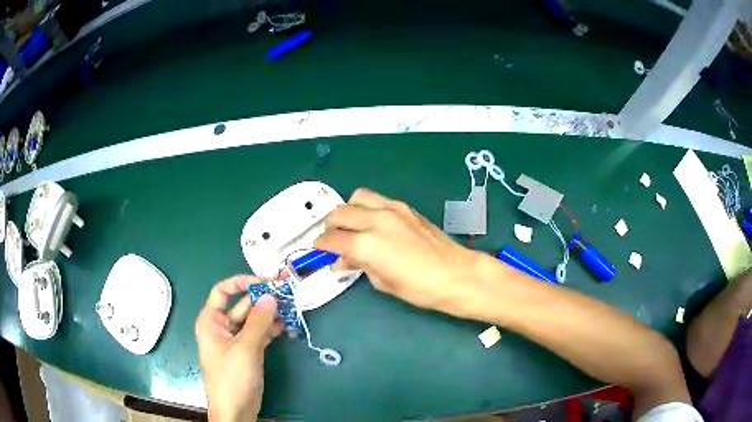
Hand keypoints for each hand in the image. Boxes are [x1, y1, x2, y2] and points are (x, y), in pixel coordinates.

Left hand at [195, 275, 282, 421]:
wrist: (235, 410)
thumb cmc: (232, 377)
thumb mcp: (245, 348)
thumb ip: (258, 321)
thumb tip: (271, 296)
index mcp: (211, 320)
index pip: (223, 291)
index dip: (241, 282)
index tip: (264, 282)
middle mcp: (221, 326)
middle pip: (241, 305)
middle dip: (262, 300)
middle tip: (286, 293)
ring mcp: (235, 340)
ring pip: (252, 320)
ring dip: (269, 315)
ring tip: (290, 309)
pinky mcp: (246, 352)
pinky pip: (258, 334)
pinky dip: (270, 330)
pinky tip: (286, 327)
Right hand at [315, 188, 481, 317]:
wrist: (456, 274)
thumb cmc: (419, 288)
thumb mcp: (383, 282)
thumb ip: (358, 266)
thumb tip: (341, 261)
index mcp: (366, 245)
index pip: (331, 239)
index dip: (321, 245)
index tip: (319, 250)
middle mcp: (375, 221)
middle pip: (338, 213)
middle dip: (330, 227)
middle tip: (334, 240)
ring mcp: (391, 210)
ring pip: (356, 197)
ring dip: (348, 210)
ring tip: (352, 226)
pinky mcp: (404, 207)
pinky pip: (376, 199)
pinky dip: (367, 207)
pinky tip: (373, 222)